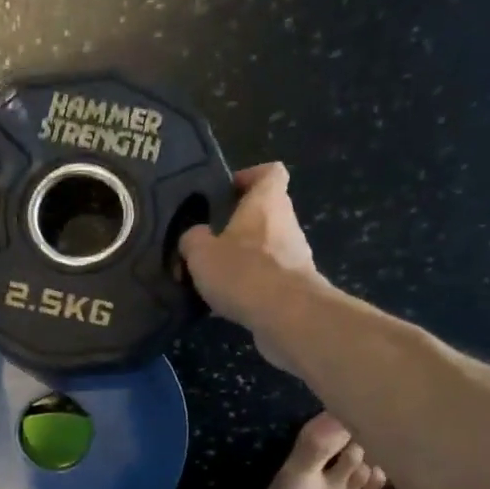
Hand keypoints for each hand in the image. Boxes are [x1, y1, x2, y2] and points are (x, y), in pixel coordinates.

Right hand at [178, 163, 324, 366]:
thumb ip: (193, 239)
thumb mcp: (200, 252)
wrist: (287, 316)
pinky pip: (268, 279)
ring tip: (213, 277)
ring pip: (266, 248)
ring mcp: (295, 256)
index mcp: (266, 202)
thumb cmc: (243, 271)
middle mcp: (286, 223)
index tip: (228, 191)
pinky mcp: (296, 287)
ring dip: (243, 259)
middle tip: (209, 240)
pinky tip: (227, 303)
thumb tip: (195, 237)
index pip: (270, 172)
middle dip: (239, 225)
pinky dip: (249, 286)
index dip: (250, 176)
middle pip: (266, 213)